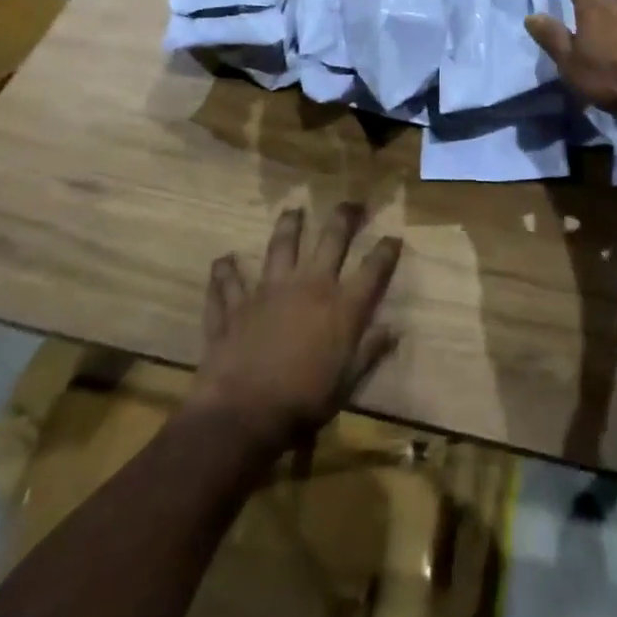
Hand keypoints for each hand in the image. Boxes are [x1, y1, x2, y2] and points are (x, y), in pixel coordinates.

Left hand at [189, 204, 402, 451]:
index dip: (385, 251)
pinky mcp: (236, 305)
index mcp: (341, 306)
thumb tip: (393, 330)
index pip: (372, 270)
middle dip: (344, 217)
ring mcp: (269, 290)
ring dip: (288, 226)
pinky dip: (225, 272)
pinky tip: (222, 261)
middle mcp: (309, 285)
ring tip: (292, 210)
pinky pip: (228, 283)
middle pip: (331, 240)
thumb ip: (369, 352)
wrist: (243, 413)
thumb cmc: (303, 403)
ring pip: (281, 246)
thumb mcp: (347, 383)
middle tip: (351, 203)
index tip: (393, 237)